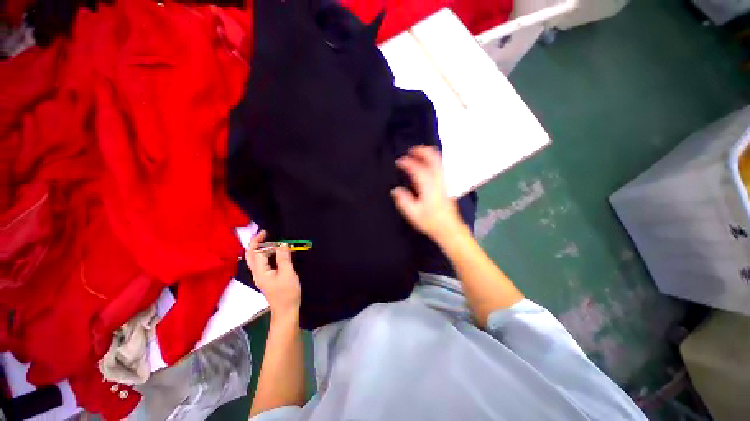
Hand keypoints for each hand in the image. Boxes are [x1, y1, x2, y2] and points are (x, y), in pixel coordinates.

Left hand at [246, 230, 300, 316]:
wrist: (286, 310)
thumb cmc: (287, 292)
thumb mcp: (288, 273)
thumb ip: (284, 258)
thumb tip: (282, 244)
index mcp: (260, 272)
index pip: (256, 253)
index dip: (260, 241)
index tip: (268, 232)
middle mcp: (257, 273)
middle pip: (250, 255)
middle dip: (255, 243)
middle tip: (266, 234)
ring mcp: (261, 276)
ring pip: (255, 259)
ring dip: (260, 248)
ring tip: (271, 240)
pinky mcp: (267, 278)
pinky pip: (262, 263)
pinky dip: (266, 254)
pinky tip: (275, 252)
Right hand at [391, 146, 462, 240]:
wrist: (448, 228)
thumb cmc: (430, 221)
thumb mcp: (413, 213)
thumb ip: (403, 200)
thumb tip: (395, 190)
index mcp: (428, 186)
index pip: (417, 168)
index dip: (407, 163)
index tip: (398, 162)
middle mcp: (438, 180)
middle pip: (433, 158)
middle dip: (422, 151)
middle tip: (411, 150)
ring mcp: (444, 181)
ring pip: (439, 161)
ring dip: (429, 154)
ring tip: (418, 154)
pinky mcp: (446, 184)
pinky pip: (440, 166)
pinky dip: (433, 160)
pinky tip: (427, 164)